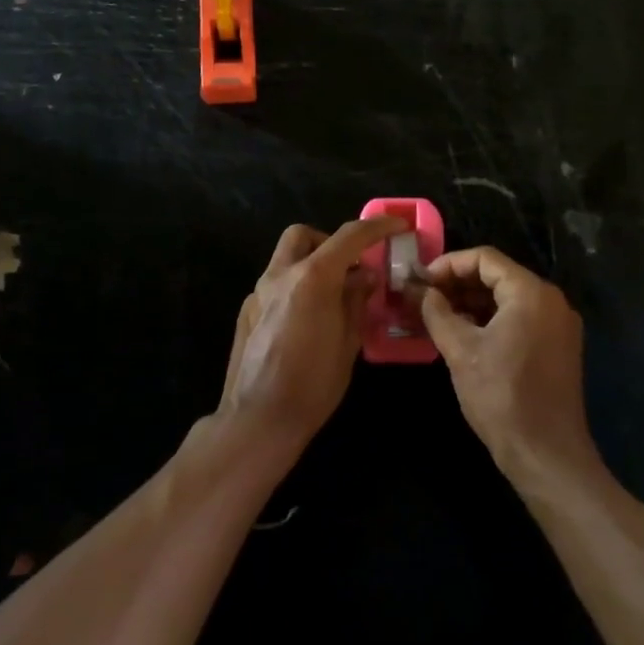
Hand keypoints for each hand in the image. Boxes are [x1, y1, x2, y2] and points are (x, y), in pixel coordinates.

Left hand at [217, 214, 408, 450]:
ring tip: (332, 297)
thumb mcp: (348, 342)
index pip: (349, 236)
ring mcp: (258, 293)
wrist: (258, 419)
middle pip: (303, 235)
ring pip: (285, 258)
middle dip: (330, 242)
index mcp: (312, 278)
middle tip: (351, 268)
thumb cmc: (312, 384)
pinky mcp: (247, 312)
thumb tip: (364, 276)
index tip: (396, 226)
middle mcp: (280, 275)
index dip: (376, 227)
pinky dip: (296, 287)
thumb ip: (356, 301)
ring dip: (311, 264)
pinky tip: (307, 320)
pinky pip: (275, 284)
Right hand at [419, 247, 596, 481]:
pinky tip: (463, 334)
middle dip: (458, 283)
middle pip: (498, 276)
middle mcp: (551, 301)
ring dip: (471, 302)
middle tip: (423, 298)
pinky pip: (520, 319)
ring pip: (508, 299)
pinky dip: (490, 320)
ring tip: (436, 316)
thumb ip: (437, 312)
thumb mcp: (460, 350)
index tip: (420, 280)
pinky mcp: (557, 347)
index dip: (448, 264)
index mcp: (531, 293)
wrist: (546, 453)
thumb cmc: (501, 396)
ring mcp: (558, 325)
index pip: (485, 258)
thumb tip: (420, 291)